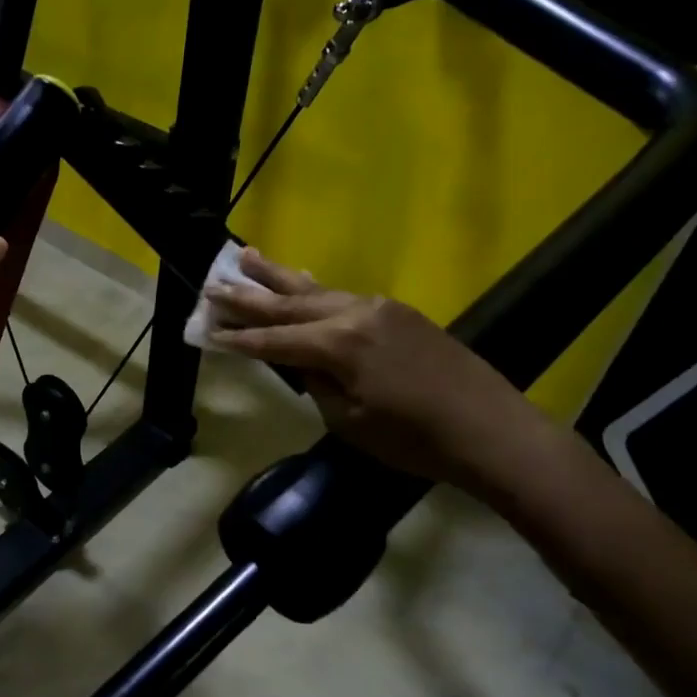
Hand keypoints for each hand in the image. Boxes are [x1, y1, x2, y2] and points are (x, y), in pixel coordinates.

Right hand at [207, 249, 543, 489]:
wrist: (490, 429)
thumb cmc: (414, 440)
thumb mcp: (350, 422)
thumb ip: (317, 385)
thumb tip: (302, 362)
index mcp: (338, 345)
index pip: (274, 339)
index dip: (239, 337)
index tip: (206, 328)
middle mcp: (354, 313)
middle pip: (290, 303)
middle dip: (249, 295)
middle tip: (212, 281)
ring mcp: (380, 307)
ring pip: (317, 291)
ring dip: (279, 278)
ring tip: (246, 256)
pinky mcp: (399, 311)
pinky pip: (344, 296)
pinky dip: (315, 290)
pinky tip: (300, 279)